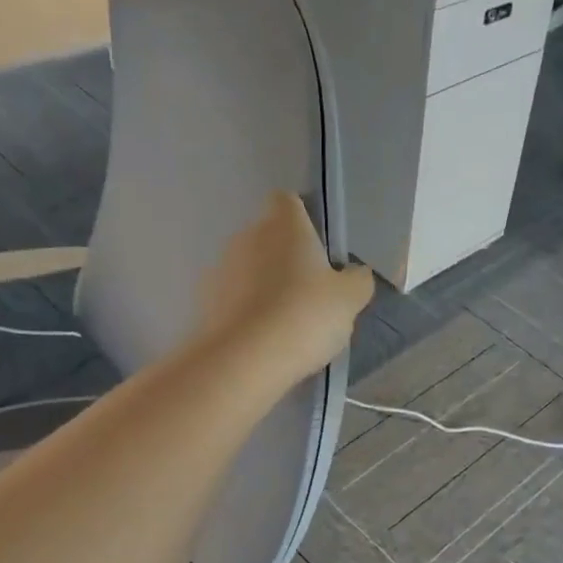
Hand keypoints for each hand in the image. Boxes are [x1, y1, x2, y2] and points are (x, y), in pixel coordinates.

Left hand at [197, 191, 372, 384]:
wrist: (244, 360)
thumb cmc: (304, 315)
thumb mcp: (349, 299)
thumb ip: (358, 280)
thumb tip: (355, 272)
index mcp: (283, 225)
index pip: (289, 201)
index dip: (305, 219)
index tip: (320, 249)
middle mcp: (247, 236)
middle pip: (270, 238)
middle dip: (288, 259)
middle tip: (313, 294)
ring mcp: (221, 269)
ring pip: (250, 269)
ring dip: (267, 287)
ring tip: (289, 323)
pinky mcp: (205, 303)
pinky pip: (235, 299)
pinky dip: (249, 312)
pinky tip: (266, 340)